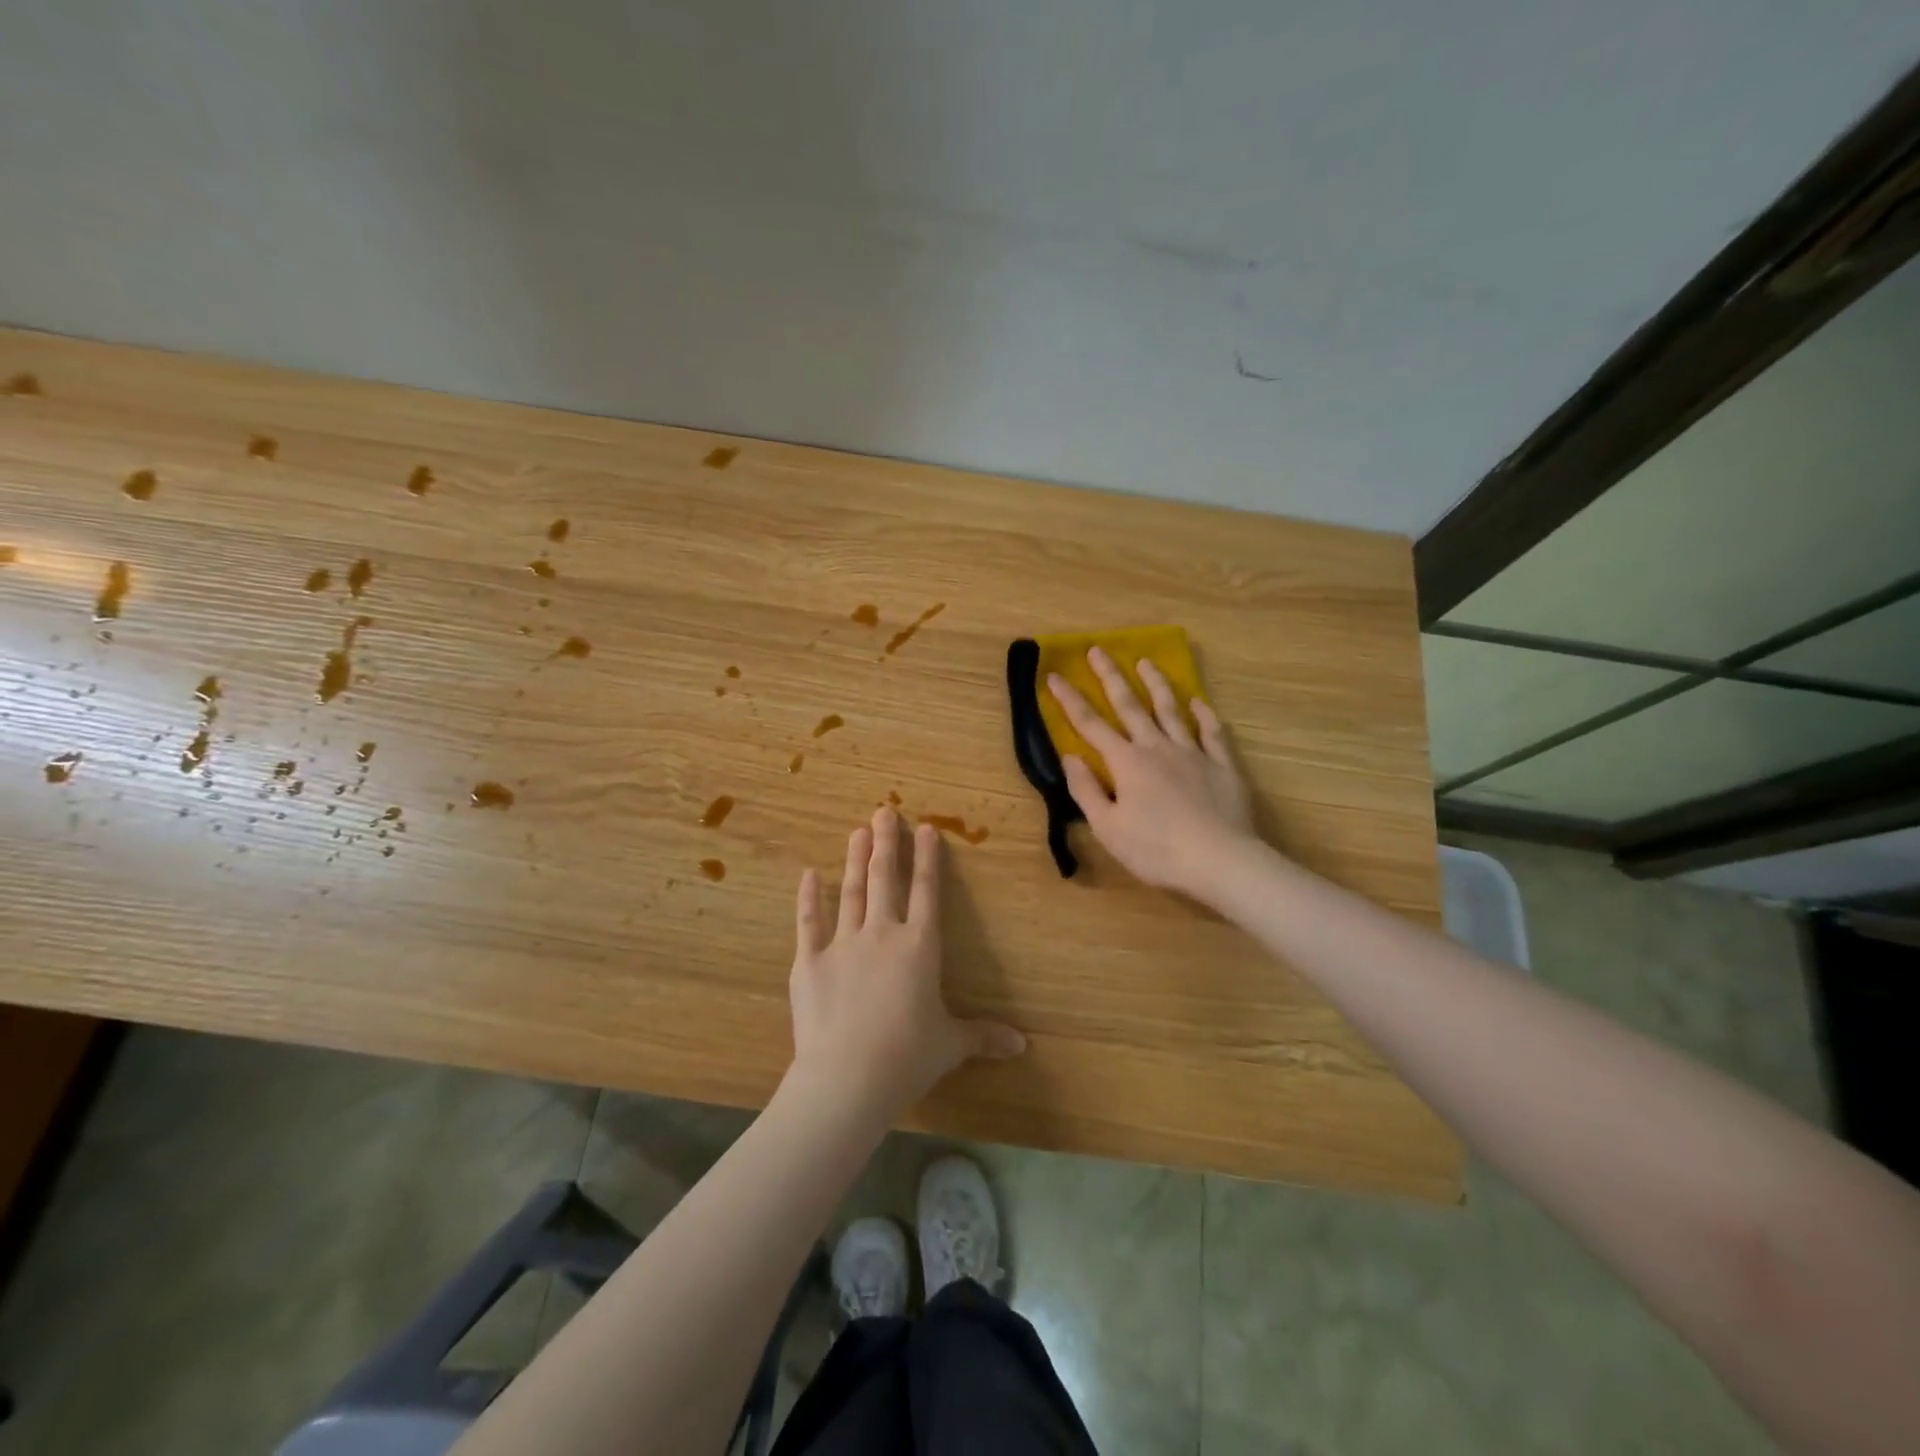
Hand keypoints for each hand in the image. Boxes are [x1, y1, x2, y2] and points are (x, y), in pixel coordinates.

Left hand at [788, 808, 1025, 1116]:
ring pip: (851, 891)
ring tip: (857, 831)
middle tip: (884, 811)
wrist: (848, 1078)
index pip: (927, 891)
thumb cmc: (908, 1057)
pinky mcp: (810, 961)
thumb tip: (1023, 1045)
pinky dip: (809, 898)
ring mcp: (843, 943)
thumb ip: (983, 1037)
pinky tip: (808, 874)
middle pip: (885, 879)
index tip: (925, 828)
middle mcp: (883, 934)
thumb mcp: (951, 1045)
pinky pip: (809, 922)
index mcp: (920, 947)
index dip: (927, 858)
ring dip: (855, 859)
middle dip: (886, 843)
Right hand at [1047, 646, 1256, 897]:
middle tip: (1098, 650)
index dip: (1070, 700)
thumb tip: (1069, 757)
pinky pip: (1212, 732)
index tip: (1054, 675)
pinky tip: (1198, 702)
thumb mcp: (1108, 828)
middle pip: (1130, 705)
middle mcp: (1157, 747)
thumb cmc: (1156, 849)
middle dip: (1110, 676)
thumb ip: (1086, 790)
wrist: (1220, 860)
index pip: (1090, 724)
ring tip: (1146, 662)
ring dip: (1156, 685)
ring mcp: (1193, 753)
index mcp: (1126, 762)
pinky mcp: (1222, 765)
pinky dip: (1204, 714)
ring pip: (1171, 710)